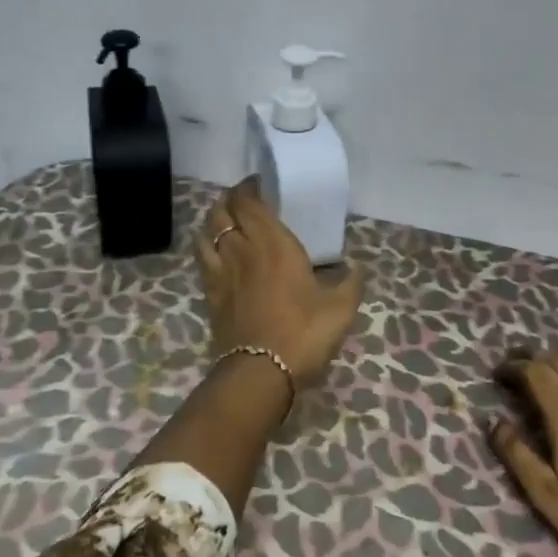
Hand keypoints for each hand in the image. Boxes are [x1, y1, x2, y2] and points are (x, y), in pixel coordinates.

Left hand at [194, 178, 363, 389]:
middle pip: (222, 212)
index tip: (258, 183)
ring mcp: (222, 272)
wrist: (260, 373)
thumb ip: (350, 282)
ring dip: (213, 220)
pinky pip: (202, 260)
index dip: (249, 188)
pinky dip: (205, 247)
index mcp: (274, 244)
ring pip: (206, 233)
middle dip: (229, 199)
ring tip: (224, 219)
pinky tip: (214, 252)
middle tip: (243, 198)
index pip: (249, 203)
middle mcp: (242, 250)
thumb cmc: (304, 332)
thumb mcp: (341, 308)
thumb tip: (355, 268)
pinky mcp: (211, 295)